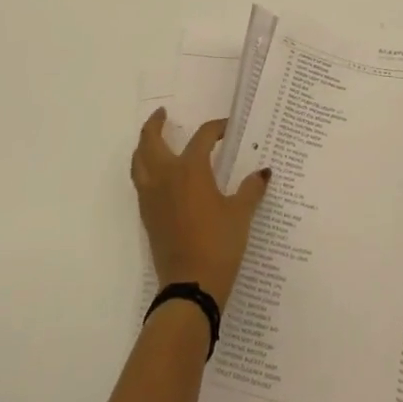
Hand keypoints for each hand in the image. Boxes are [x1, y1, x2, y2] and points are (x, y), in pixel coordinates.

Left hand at [131, 111, 271, 311]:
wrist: (191, 287)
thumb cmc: (219, 244)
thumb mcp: (241, 214)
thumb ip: (251, 189)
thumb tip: (263, 173)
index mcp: (190, 170)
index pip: (202, 137)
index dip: (216, 129)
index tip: (227, 129)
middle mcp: (165, 177)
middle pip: (150, 141)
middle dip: (155, 124)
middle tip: (163, 114)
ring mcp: (152, 197)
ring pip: (139, 161)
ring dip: (144, 146)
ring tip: (153, 140)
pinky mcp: (147, 216)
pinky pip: (140, 182)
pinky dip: (144, 168)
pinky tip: (158, 175)